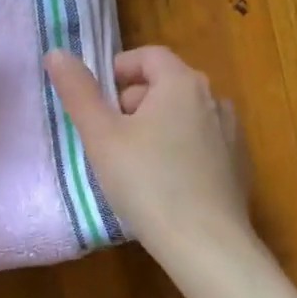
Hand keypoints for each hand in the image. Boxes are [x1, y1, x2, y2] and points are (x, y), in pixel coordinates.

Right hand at [43, 45, 248, 255]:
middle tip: (109, 139)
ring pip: (184, 116)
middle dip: (133, 103)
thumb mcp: (101, 137)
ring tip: (135, 164)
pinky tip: (166, 184)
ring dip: (157, 127)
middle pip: (166, 84)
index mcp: (182, 83)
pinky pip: (202, 143)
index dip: (117, 71)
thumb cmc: (147, 183)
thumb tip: (57, 53)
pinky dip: (180, 151)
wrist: (206, 244)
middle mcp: (214, 98)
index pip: (148, 56)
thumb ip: (78, 91)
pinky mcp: (239, 164)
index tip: (96, 103)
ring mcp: (232, 133)